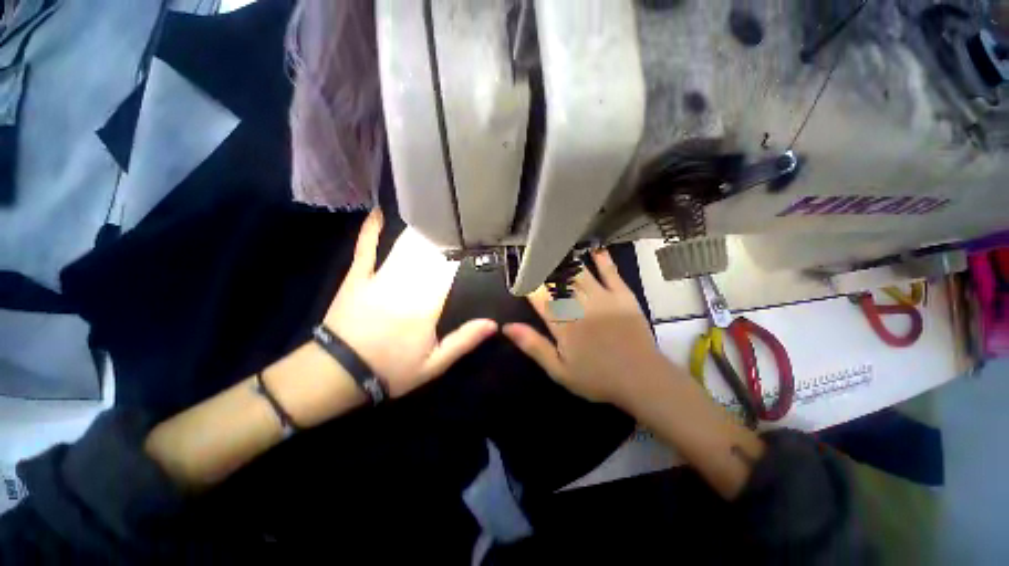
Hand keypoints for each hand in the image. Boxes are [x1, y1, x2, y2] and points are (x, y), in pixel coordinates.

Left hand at [323, 210, 497, 397]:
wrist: (339, 373)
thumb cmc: (391, 369)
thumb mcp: (434, 364)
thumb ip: (464, 341)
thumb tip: (493, 324)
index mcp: (427, 304)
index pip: (450, 269)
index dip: (462, 250)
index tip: (475, 235)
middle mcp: (406, 285)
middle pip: (430, 253)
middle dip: (446, 234)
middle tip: (460, 217)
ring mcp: (379, 277)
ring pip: (404, 247)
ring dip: (421, 230)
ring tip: (435, 211)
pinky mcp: (357, 277)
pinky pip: (365, 248)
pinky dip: (371, 230)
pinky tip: (378, 212)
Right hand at [502, 249, 669, 407]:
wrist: (641, 379)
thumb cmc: (596, 378)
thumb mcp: (559, 370)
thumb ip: (533, 345)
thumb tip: (507, 327)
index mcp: (563, 324)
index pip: (539, 297)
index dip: (528, 283)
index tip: (520, 274)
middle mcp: (580, 306)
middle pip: (558, 282)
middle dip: (545, 269)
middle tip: (537, 257)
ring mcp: (603, 298)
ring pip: (580, 273)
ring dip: (567, 262)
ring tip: (556, 249)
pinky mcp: (623, 296)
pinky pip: (610, 273)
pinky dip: (602, 260)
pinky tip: (595, 249)